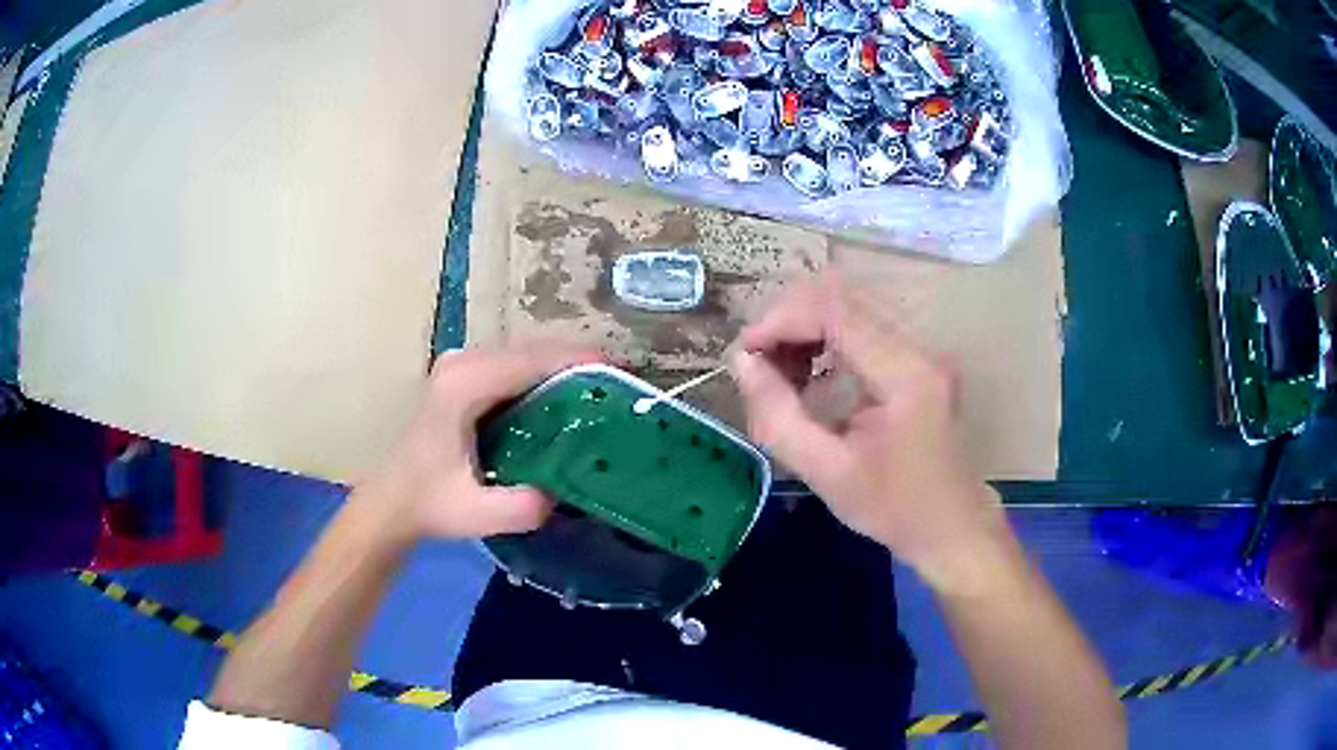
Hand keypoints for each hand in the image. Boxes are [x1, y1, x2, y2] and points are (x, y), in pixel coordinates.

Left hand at [354, 345, 601, 546]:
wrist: (391, 502)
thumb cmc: (429, 504)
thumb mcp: (477, 514)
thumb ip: (522, 506)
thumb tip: (564, 490)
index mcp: (464, 385)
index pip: (531, 360)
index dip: (577, 361)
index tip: (619, 372)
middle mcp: (462, 362)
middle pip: (531, 349)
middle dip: (576, 362)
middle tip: (618, 386)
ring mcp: (460, 365)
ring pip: (523, 353)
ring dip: (561, 366)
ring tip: (600, 390)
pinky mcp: (462, 375)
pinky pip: (512, 364)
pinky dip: (542, 374)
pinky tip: (564, 397)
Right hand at [731, 274, 1007, 592]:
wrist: (953, 528)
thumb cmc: (895, 509)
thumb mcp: (828, 473)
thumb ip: (779, 417)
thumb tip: (742, 362)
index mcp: (905, 373)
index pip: (834, 310)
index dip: (781, 320)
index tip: (745, 353)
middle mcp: (918, 348)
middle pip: (841, 299)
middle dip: (789, 323)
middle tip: (757, 365)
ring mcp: (921, 351)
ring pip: (849, 310)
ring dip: (805, 332)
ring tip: (778, 375)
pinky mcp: (916, 362)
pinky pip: (861, 332)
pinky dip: (825, 344)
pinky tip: (808, 379)